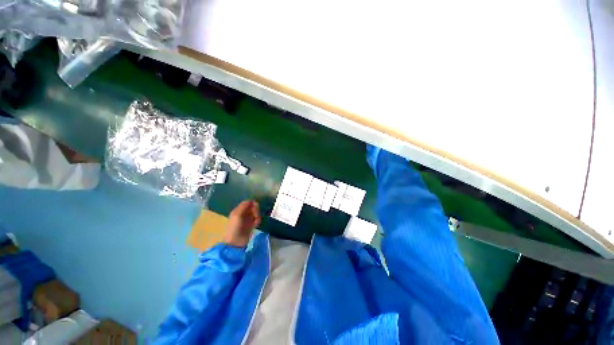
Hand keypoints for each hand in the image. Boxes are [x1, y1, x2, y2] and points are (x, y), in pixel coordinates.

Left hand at [225, 200, 260, 247]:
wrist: (236, 242)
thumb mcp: (237, 215)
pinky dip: (258, 221)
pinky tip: (256, 225)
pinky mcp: (252, 225)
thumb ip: (243, 206)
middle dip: (256, 210)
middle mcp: (243, 214)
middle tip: (256, 215)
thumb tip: (251, 200)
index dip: (252, 203)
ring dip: (257, 216)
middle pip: (253, 207)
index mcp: (238, 210)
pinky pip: (257, 219)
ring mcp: (248, 219)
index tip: (255, 206)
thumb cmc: (235, 227)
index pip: (247, 202)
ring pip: (256, 213)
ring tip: (256, 221)